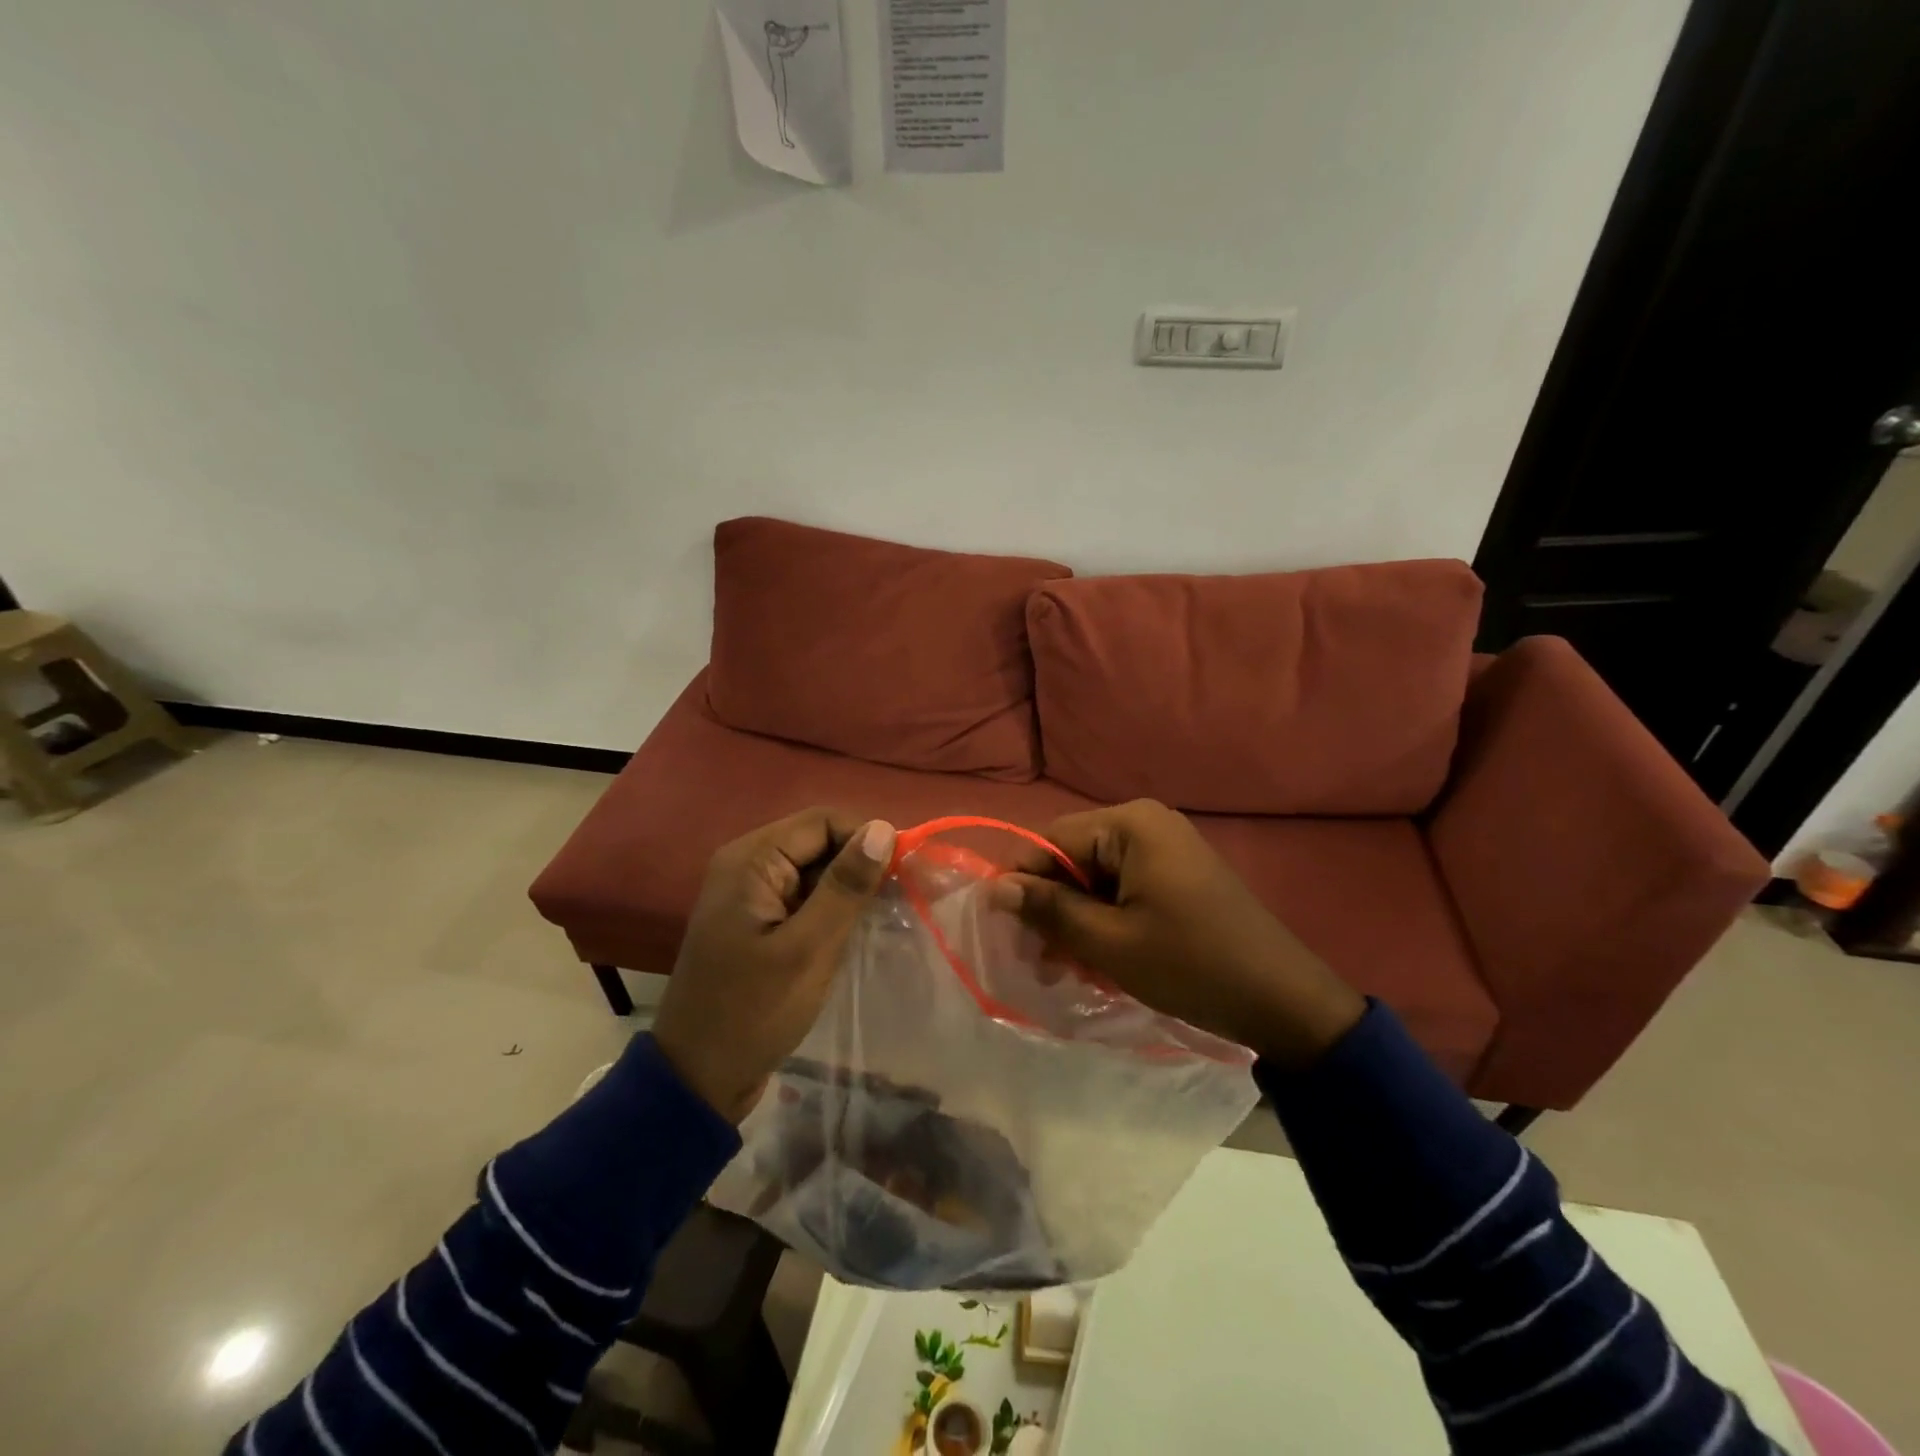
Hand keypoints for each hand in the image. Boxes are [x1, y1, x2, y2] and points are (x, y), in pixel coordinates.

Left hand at [653, 808, 896, 1121]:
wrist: (699, 1078)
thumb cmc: (752, 1011)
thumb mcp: (807, 948)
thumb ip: (845, 886)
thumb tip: (883, 828)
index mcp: (751, 860)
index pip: (823, 821)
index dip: (866, 838)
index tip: (904, 874)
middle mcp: (748, 864)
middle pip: (820, 841)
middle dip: (861, 864)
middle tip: (901, 900)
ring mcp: (753, 894)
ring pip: (817, 870)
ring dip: (850, 888)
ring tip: (886, 916)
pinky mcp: (761, 920)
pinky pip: (806, 897)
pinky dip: (833, 908)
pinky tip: (858, 930)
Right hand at [990, 800, 1364, 1068]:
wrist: (1283, 999)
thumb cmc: (1190, 965)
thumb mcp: (1109, 942)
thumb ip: (1049, 910)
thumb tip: (995, 888)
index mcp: (1130, 824)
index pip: (1051, 841)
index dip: (1025, 884)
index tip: (1009, 932)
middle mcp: (1146, 822)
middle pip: (1073, 858)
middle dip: (1053, 908)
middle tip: (1042, 961)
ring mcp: (1165, 847)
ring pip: (1096, 877)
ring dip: (1077, 920)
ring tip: (1070, 968)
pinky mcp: (1177, 873)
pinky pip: (1123, 887)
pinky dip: (1106, 920)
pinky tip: (1102, 959)